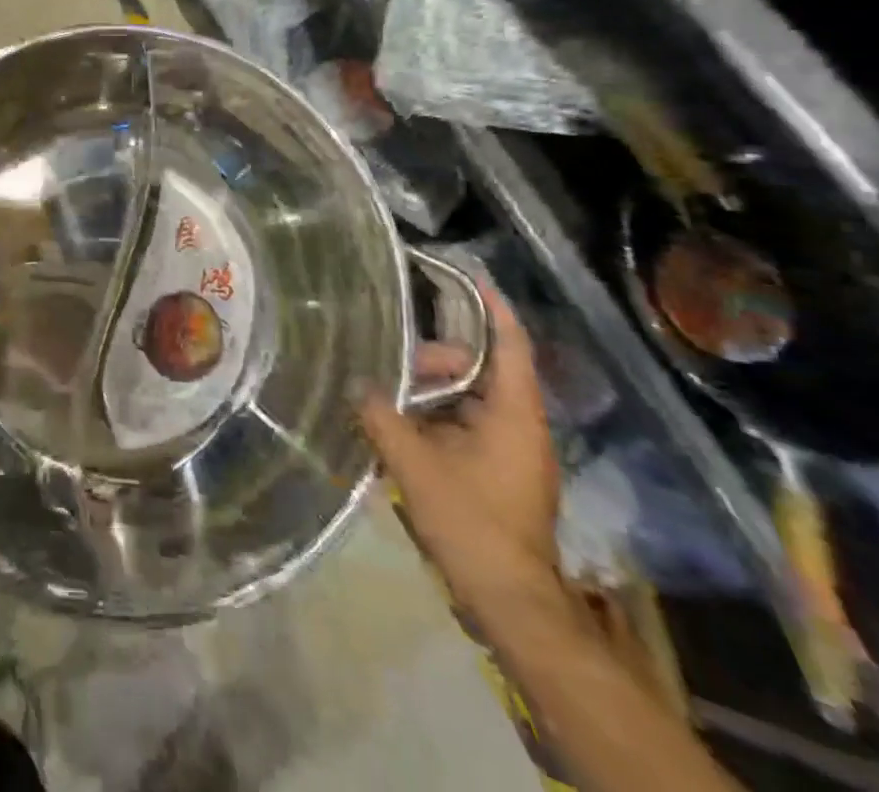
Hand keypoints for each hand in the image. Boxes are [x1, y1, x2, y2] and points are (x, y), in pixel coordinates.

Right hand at [356, 285, 562, 615]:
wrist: (511, 601)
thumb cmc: (471, 523)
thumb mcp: (415, 464)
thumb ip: (382, 416)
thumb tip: (356, 384)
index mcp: (514, 416)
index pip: (510, 347)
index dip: (493, 310)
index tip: (470, 277)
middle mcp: (521, 427)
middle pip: (482, 371)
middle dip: (437, 359)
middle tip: (393, 363)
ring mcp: (513, 453)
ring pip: (471, 400)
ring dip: (432, 392)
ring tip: (389, 396)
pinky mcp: (501, 474)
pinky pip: (467, 426)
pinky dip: (437, 417)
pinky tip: (401, 425)